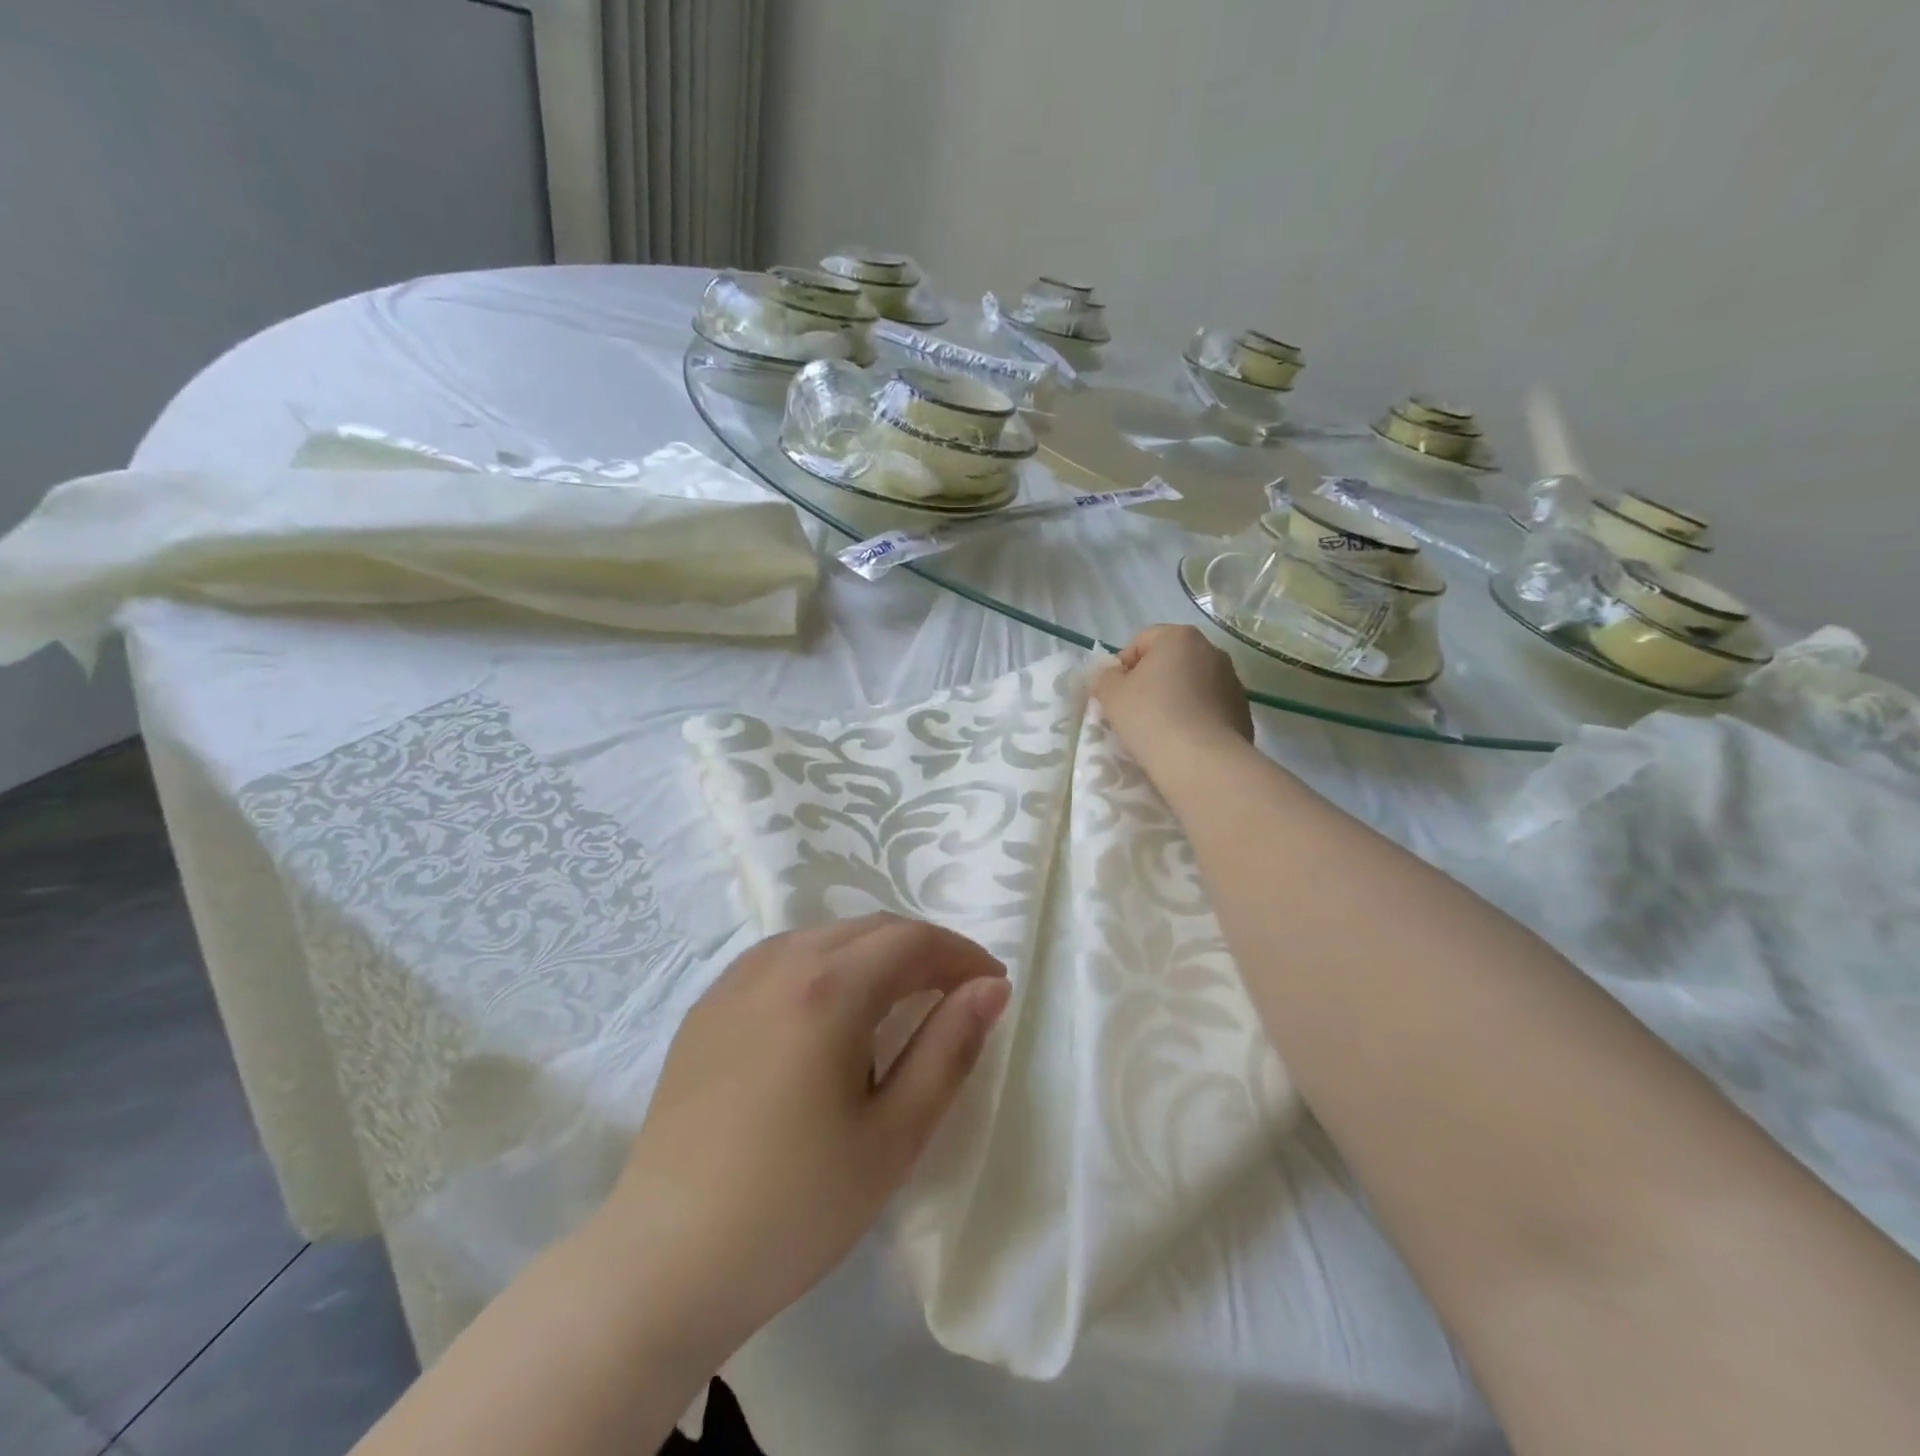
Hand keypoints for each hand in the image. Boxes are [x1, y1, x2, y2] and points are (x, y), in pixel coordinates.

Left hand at [607, 914, 1009, 1362]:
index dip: (961, 954)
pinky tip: (831, 1006)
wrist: (666, 1261)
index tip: (992, 984)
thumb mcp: (895, 1134)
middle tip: (956, 991)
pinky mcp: (707, 1005)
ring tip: (902, 995)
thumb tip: (990, 987)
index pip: (912, 941)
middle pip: (870, 929)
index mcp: (829, 988)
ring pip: (825, 935)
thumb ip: (950, 1048)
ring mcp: (735, 980)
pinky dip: (827, 962)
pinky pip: (783, 956)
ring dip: (874, 952)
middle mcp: (780, 963)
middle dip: (923, 949)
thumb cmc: (796, 1205)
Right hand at [1094, 625, 1253, 781]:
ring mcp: (1232, 679)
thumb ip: (1105, 677)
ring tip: (1161, 729)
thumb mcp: (1111, 694)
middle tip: (1135, 711)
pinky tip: (1184, 739)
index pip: (1140, 641)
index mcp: (1179, 636)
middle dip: (1152, 681)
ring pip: (1191, 683)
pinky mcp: (1242, 709)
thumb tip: (1113, 676)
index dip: (1123, 667)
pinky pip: (1209, 706)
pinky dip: (1195, 716)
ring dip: (1175, 698)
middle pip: (1169, 660)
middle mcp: (1211, 649)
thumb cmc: (1151, 718)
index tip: (1117, 694)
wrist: (1202, 761)